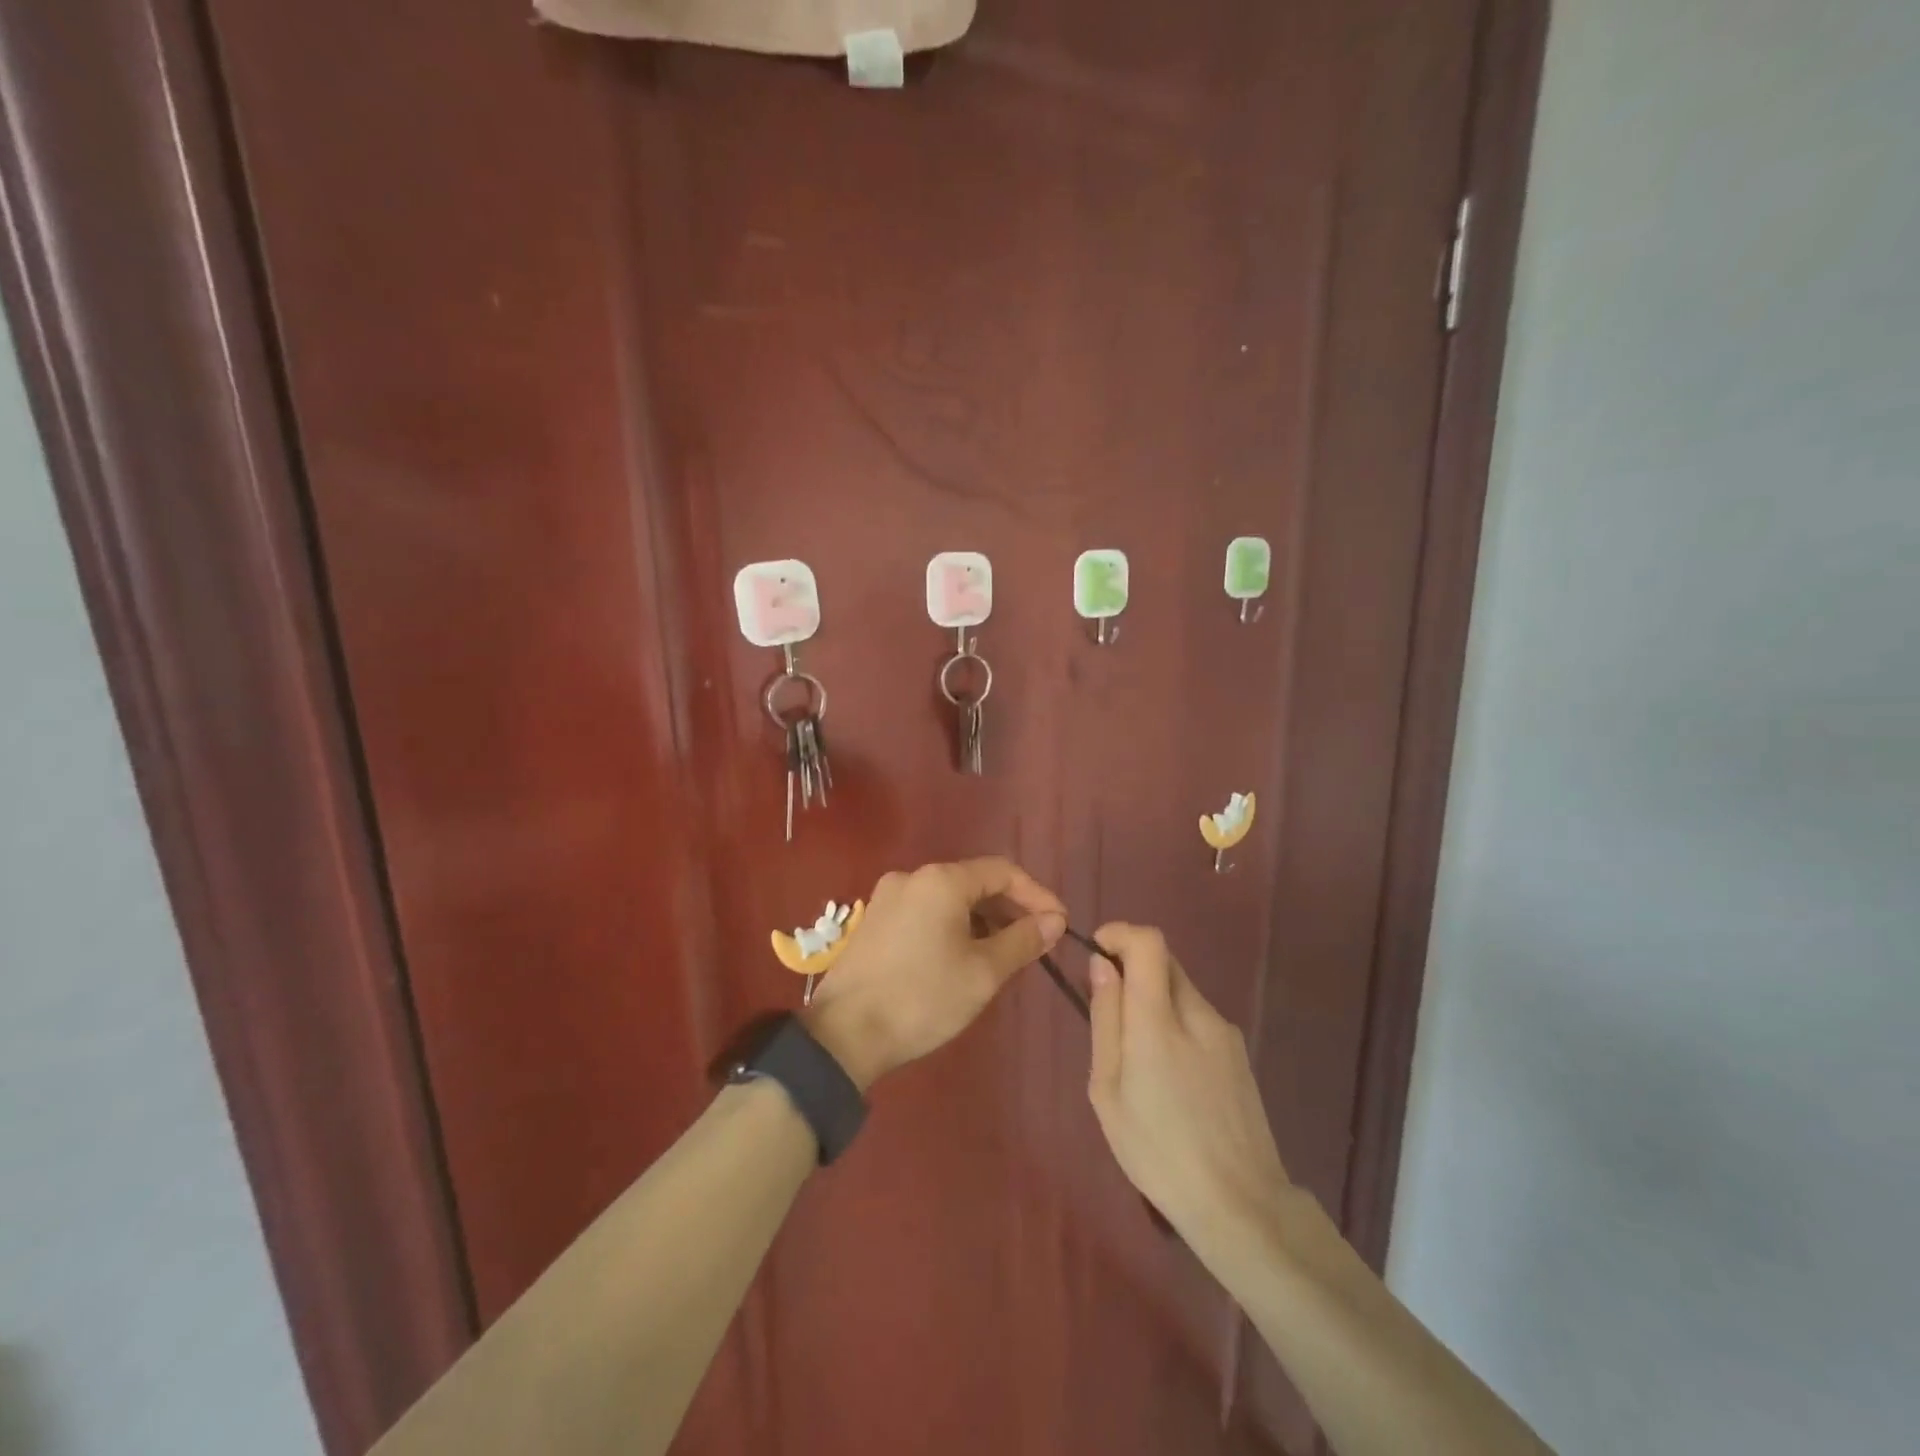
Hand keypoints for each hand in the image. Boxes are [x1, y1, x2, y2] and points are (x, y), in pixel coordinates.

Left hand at [803, 858, 1065, 1089]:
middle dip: (1009, 909)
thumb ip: (1022, 940)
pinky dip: (953, 926)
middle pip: (974, 882)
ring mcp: (888, 897)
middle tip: (1035, 943)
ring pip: (949, 899)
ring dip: (982, 920)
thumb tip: (1053, 920)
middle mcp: (912, 877)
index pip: (1002, 872)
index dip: (1036, 895)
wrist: (844, 1034)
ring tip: (1004, 954)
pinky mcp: (874, 921)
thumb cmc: (922, 998)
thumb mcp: (983, 972)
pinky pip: (926, 912)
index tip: (1059, 924)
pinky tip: (964, 957)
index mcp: (941, 880)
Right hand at [1086, 924, 1293, 1266]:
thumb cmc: (1157, 1151)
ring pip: (1181, 990)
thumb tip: (1101, 965)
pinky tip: (1172, 1079)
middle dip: (1132, 970)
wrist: (1240, 1205)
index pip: (1148, 942)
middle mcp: (1198, 1012)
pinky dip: (1176, 1024)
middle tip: (1110, 1016)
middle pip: (1164, 961)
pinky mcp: (1239, 1053)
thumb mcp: (1108, 1089)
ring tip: (1139, 1061)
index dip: (1120, 933)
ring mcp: (1225, 1032)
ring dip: (1154, 1001)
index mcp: (1160, 1019)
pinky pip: (1198, 1018)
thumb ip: (1106, 1019)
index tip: (1098, 953)